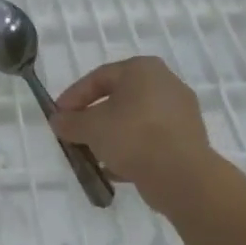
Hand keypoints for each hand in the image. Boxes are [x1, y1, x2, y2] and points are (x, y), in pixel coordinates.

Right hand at [50, 57, 214, 208]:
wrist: (181, 175)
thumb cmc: (132, 136)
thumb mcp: (90, 128)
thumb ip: (70, 122)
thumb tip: (58, 121)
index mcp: (142, 69)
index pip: (98, 77)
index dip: (73, 97)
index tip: (58, 116)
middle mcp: (165, 83)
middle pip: (118, 98)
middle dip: (93, 117)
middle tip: (75, 133)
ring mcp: (180, 111)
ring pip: (135, 120)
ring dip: (111, 135)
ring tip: (93, 154)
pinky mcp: (187, 138)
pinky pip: (151, 138)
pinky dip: (131, 148)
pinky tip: (115, 168)